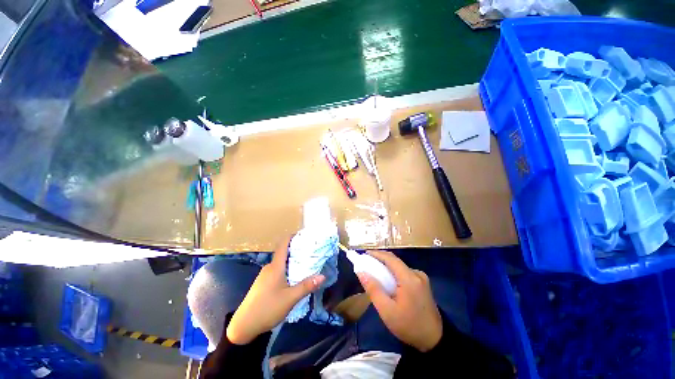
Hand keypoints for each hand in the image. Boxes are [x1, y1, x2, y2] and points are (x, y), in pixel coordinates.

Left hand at [226, 236, 325, 344]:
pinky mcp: (262, 284)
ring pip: (280, 264)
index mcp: (275, 266)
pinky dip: (286, 270)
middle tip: (310, 252)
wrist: (243, 327)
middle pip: (283, 254)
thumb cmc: (267, 309)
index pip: (283, 244)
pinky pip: (277, 271)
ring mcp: (264, 276)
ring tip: (305, 265)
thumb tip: (323, 276)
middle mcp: (269, 268)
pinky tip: (292, 279)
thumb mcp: (290, 298)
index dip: (292, 237)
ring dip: (292, 262)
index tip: (303, 235)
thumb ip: (306, 286)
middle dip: (296, 251)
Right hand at [357, 250, 442, 351]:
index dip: (377, 254)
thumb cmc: (409, 326)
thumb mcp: (387, 311)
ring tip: (375, 271)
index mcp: (409, 278)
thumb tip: (361, 272)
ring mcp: (421, 278)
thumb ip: (373, 290)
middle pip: (395, 261)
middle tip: (367, 262)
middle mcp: (416, 274)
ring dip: (387, 267)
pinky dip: (394, 273)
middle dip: (380, 259)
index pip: (390, 259)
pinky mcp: (423, 284)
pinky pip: (405, 273)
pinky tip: (388, 281)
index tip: (364, 254)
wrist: (435, 341)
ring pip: (400, 267)